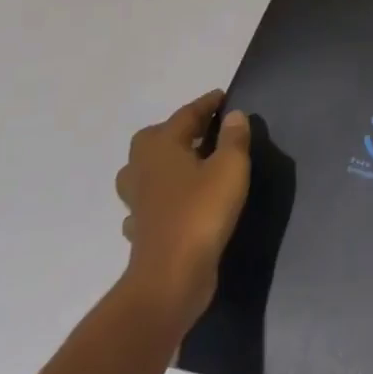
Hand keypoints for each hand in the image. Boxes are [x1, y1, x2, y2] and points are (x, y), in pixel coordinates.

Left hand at [114, 90, 251, 333]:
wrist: (171, 276)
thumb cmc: (202, 212)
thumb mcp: (230, 167)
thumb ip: (233, 138)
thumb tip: (233, 115)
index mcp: (162, 148)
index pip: (185, 115)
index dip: (206, 104)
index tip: (223, 97)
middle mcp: (143, 170)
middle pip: (154, 139)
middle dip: (178, 130)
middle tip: (206, 129)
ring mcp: (138, 202)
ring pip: (145, 171)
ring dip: (165, 163)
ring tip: (192, 162)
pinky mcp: (143, 230)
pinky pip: (148, 203)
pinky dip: (162, 196)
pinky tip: (178, 201)